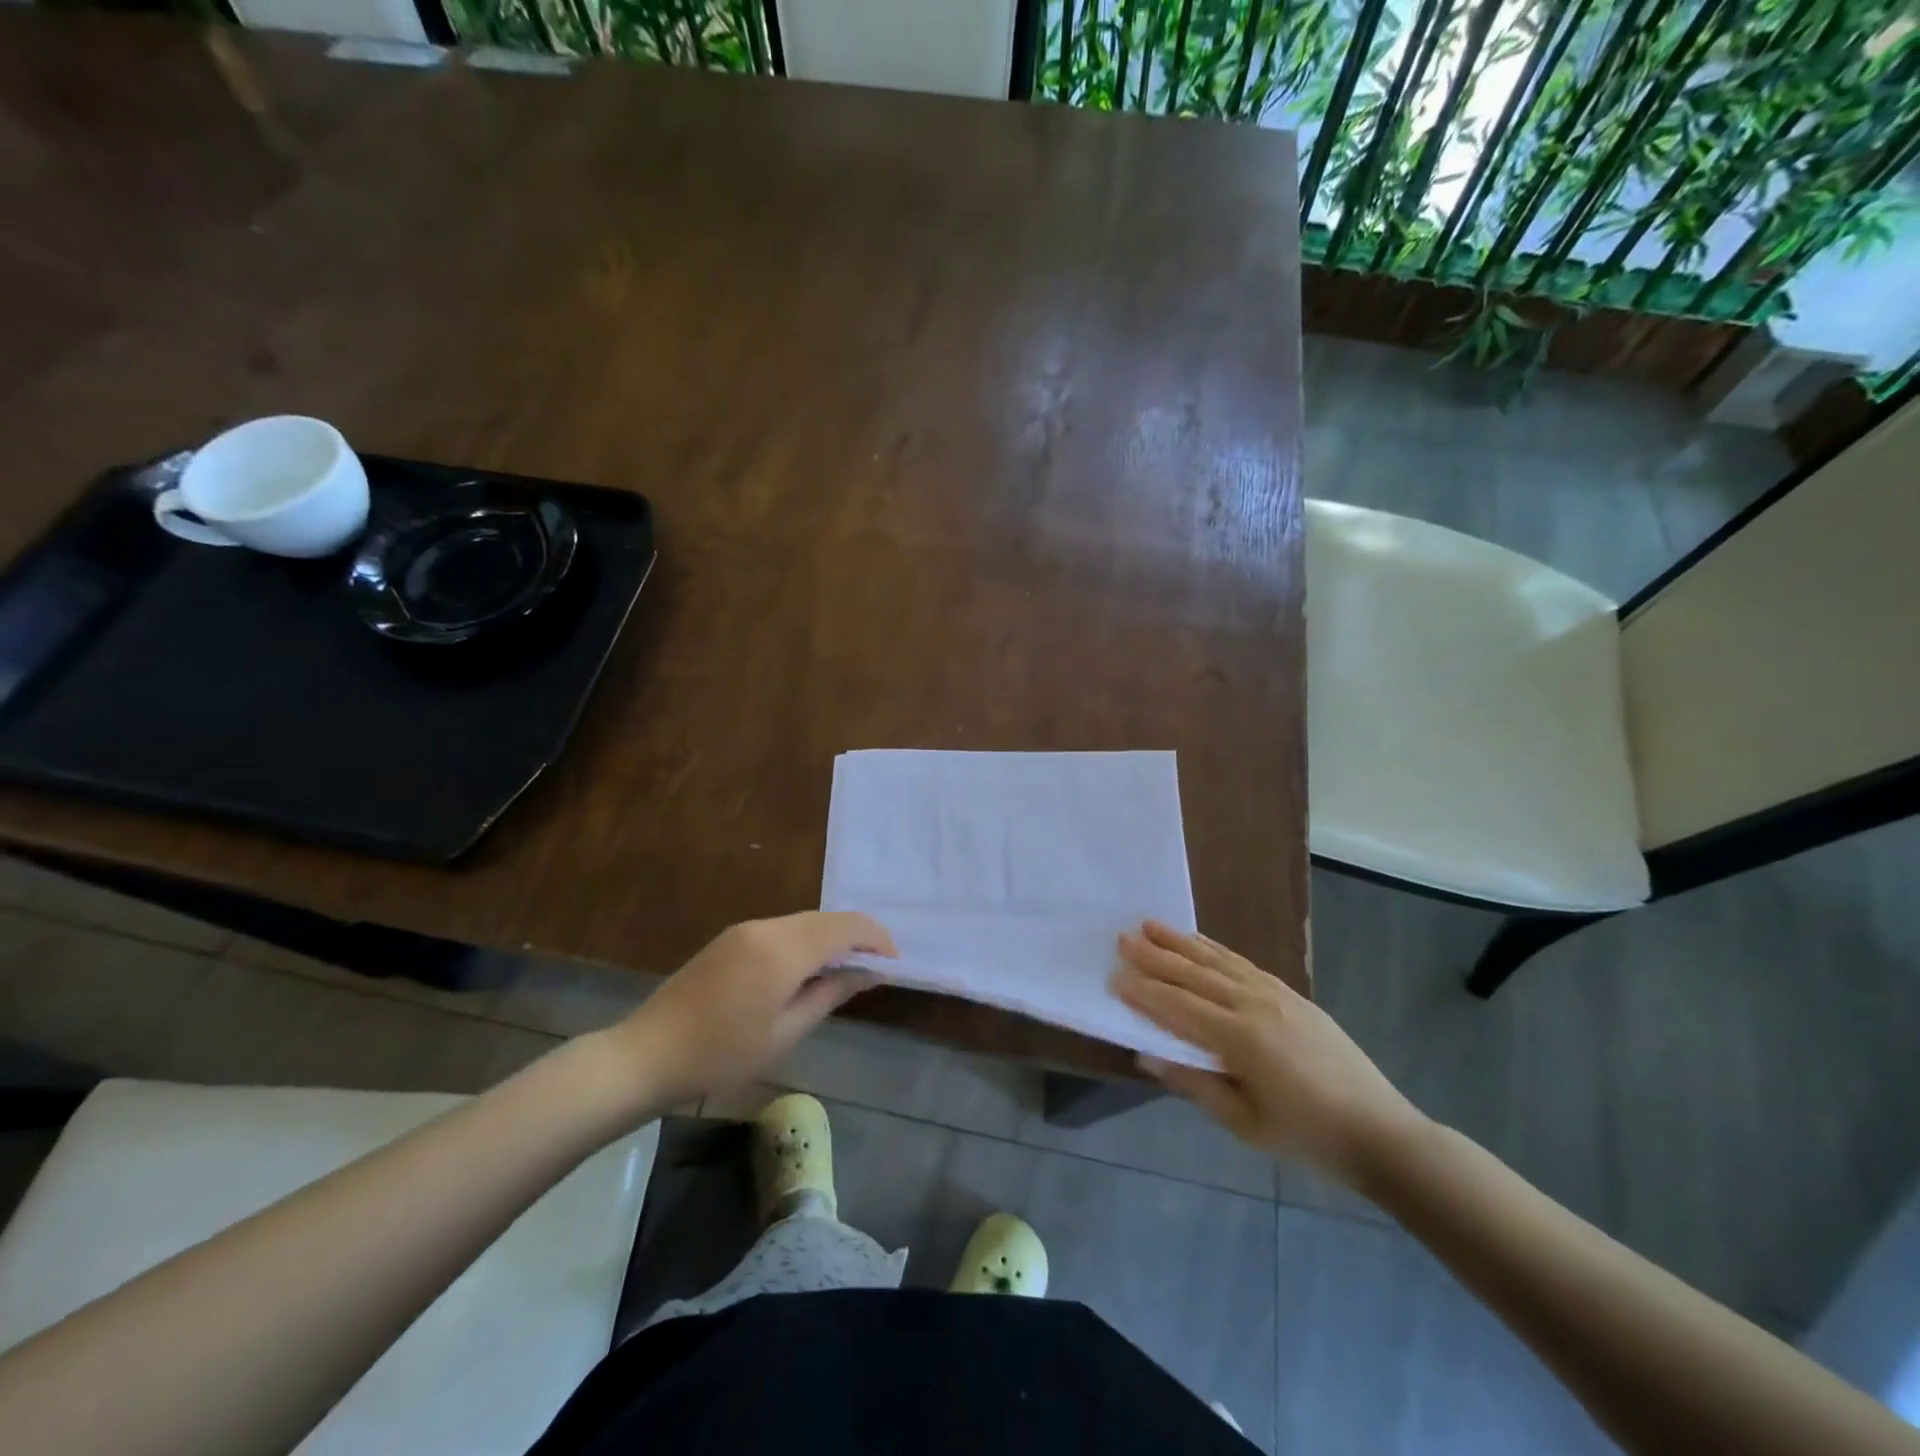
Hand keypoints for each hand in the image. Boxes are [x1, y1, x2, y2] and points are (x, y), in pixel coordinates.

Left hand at [607, 912, 895, 1108]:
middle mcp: (767, 927)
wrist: (646, 1055)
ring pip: (804, 922)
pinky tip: (808, 970)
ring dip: (831, 939)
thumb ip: (831, 993)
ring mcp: (745, 930)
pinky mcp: (731, 939)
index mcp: (784, 948)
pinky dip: (806, 942)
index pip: (846, 927)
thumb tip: (868, 972)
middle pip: (826, 919)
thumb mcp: (786, 1031)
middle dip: (857, 937)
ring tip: (846, 971)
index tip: (894, 965)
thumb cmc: (722, 1054)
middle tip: (876, 969)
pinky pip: (783, 930)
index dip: (876, 940)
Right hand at [1112, 921, 1426, 1185]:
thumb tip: (1147, 1055)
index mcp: (1241, 1039)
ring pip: (1217, 961)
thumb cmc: (1307, 1137)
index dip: (1145, 992)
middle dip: (1156, 956)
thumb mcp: (1245, 1124)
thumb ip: (1194, 1085)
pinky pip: (1243, 963)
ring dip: (1181, 942)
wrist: (1379, 1132)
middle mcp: (1254, 1005)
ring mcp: (1275, 995)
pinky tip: (1199, 942)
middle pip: (1194, 974)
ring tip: (1150, 925)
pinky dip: (1215, 949)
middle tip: (1122, 937)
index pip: (1179, 1007)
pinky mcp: (1290, 994)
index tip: (1113, 977)